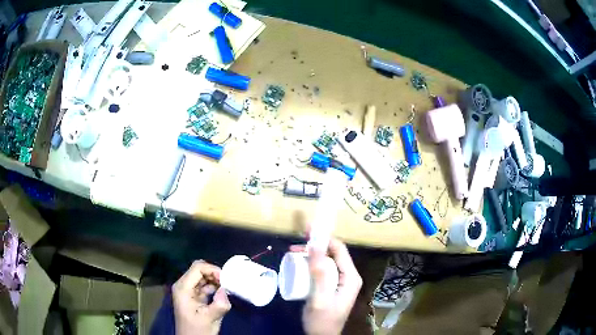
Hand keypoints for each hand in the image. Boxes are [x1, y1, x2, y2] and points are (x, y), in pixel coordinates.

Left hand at [173, 260, 230, 334]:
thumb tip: (226, 290)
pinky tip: (222, 293)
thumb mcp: (209, 318)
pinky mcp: (193, 296)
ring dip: (215, 280)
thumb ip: (219, 304)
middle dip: (215, 274)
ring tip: (227, 288)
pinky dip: (214, 286)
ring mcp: (188, 290)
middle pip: (199, 269)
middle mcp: (183, 285)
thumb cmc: (197, 330)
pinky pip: (204, 285)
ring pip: (202, 276)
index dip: (212, 270)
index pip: (197, 268)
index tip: (226, 280)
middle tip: (228, 283)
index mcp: (183, 288)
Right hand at [290, 238, 362, 334]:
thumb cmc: (322, 320)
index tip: (306, 231)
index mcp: (350, 277)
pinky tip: (299, 265)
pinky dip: (310, 264)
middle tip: (295, 245)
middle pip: (332, 254)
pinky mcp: (331, 287)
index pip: (339, 249)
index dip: (324, 237)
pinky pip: (322, 270)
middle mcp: (347, 276)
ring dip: (310, 255)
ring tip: (293, 254)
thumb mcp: (320, 297)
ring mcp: (339, 282)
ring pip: (326, 261)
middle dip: (314, 246)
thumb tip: (316, 244)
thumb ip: (319, 272)